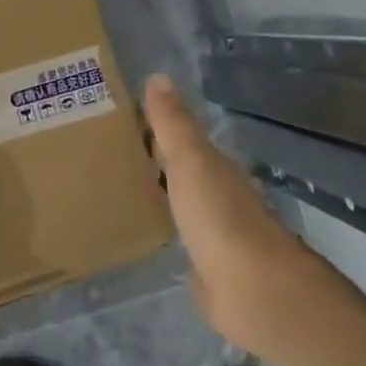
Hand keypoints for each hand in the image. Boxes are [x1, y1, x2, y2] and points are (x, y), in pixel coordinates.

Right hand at [146, 73, 316, 355]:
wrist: (255, 290)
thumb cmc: (220, 217)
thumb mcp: (191, 161)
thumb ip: (173, 124)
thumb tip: (159, 75)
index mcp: (214, 167)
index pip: (180, 138)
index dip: (154, 127)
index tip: (119, 118)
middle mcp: (217, 195)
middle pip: (181, 169)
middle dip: (153, 159)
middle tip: (110, 151)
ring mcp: (215, 234)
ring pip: (181, 203)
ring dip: (160, 194)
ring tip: (120, 187)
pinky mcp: (208, 269)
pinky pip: (181, 239)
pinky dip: (167, 230)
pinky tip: (146, 232)